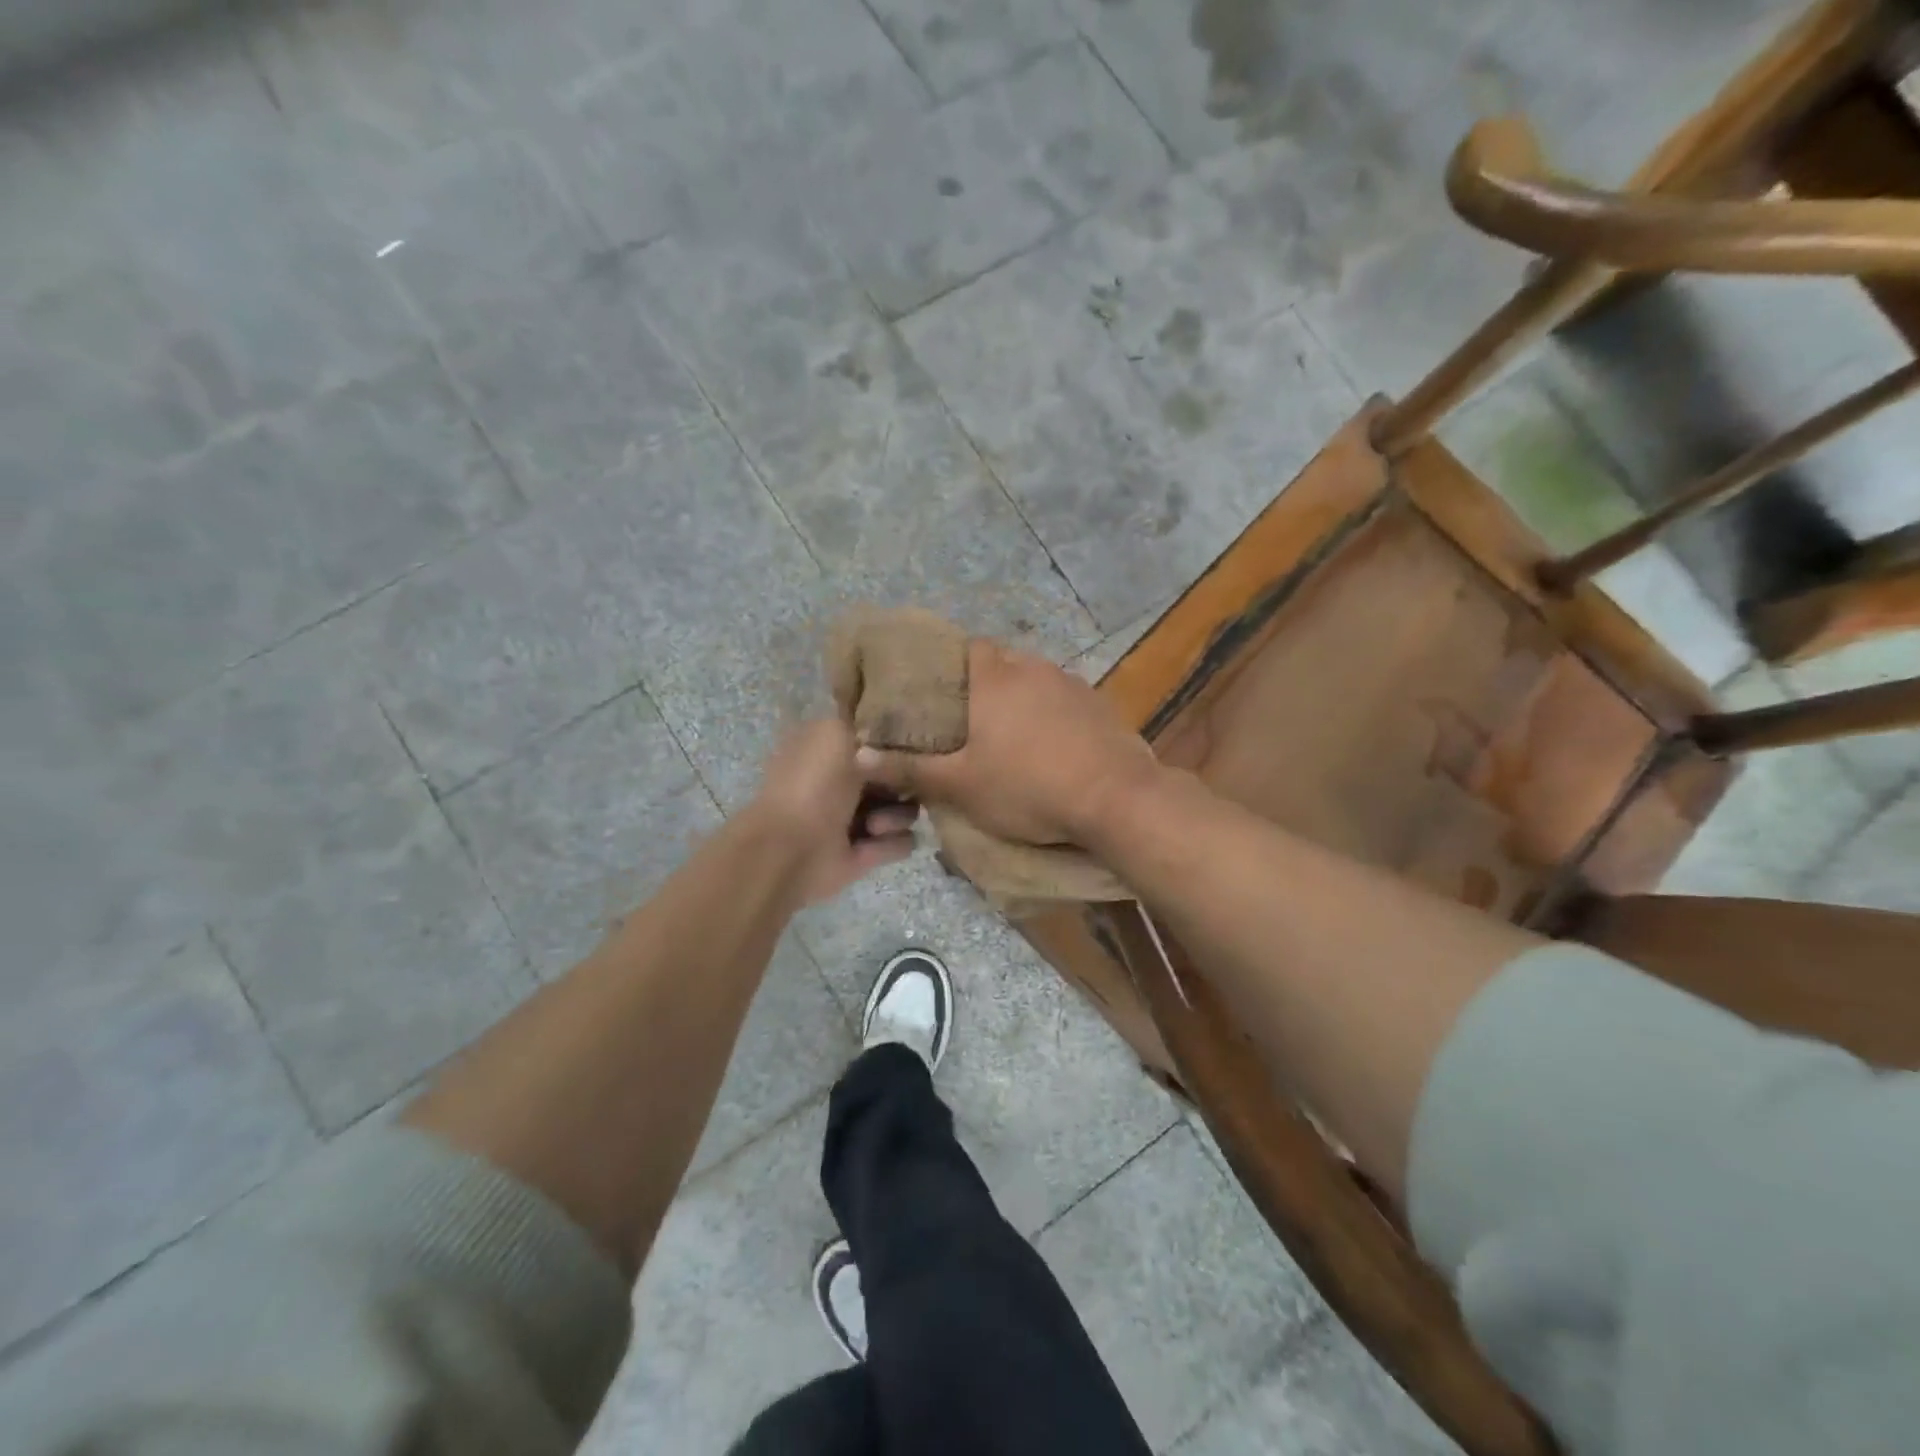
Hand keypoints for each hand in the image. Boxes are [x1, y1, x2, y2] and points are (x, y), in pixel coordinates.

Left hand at [749, 719, 919, 903]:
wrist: (789, 851)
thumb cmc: (811, 787)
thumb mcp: (835, 735)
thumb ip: (867, 728)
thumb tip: (887, 748)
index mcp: (827, 750)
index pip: (874, 740)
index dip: (894, 743)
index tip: (907, 747)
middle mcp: (841, 783)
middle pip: (896, 777)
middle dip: (901, 782)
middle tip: (895, 788)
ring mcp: (854, 820)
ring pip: (904, 810)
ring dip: (896, 816)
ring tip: (873, 825)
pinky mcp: (865, 854)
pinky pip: (901, 842)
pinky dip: (892, 843)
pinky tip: (872, 843)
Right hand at [856, 640, 1159, 846]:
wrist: (1116, 799)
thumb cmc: (1029, 787)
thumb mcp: (961, 785)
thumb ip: (909, 767)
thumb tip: (858, 754)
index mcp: (994, 679)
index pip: (964, 648)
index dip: (946, 664)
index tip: (933, 689)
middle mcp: (1031, 668)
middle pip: (997, 662)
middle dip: (980, 682)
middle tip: (964, 717)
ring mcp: (1069, 684)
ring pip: (1031, 679)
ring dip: (1016, 697)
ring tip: (1004, 731)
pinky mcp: (1098, 704)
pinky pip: (1060, 698)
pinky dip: (1047, 712)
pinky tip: (1047, 742)